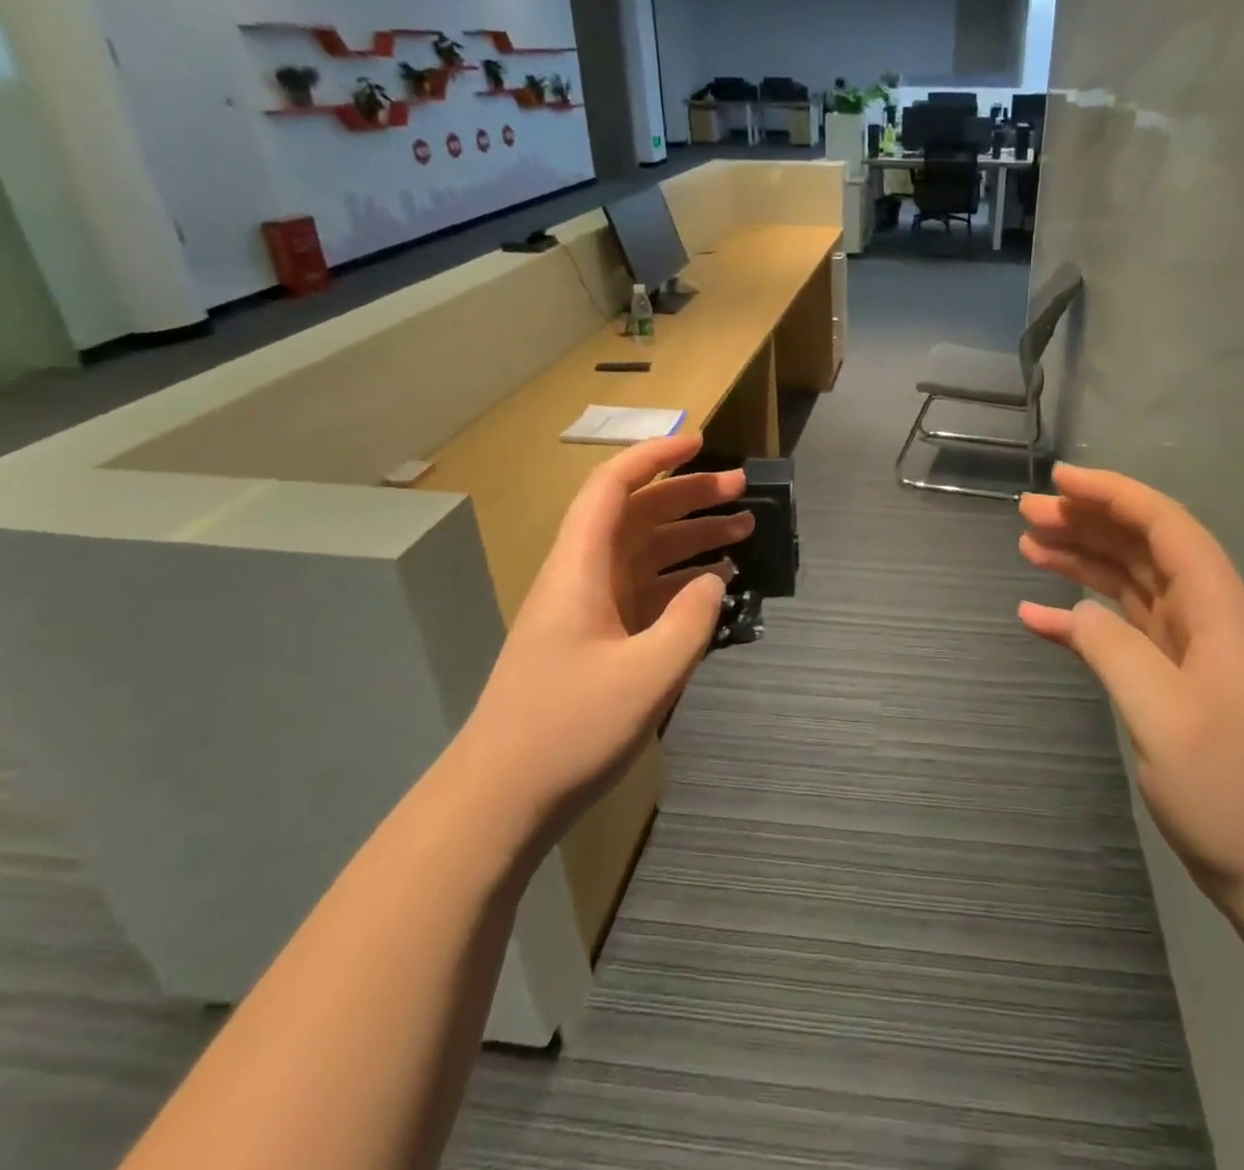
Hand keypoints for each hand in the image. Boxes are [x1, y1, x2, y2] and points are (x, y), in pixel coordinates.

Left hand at [461, 432, 753, 828]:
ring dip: (690, 538)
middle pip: (636, 516)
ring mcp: (588, 611)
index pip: (613, 488)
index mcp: (581, 569)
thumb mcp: (649, 673)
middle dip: (689, 495)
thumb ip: (692, 618)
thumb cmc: (569, 729)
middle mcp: (582, 577)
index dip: (654, 457)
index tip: (700, 443)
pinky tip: (716, 587)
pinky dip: (681, 581)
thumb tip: (715, 580)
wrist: (500, 800)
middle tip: (742, 491)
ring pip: (644, 553)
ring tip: (743, 531)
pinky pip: (645, 592)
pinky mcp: (596, 641)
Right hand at [1017, 463, 1243, 916]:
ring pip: (1127, 581)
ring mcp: (1187, 648)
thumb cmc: (1233, 792)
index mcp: (1217, 608)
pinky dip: (1077, 617)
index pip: (1164, 525)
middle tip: (1027, 513)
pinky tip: (1036, 615)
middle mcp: (1204, 615)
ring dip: (1080, 558)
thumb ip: (1113, 649)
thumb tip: (1071, 609)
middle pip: (1141, 546)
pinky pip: (1117, 629)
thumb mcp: (1165, 716)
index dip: (1113, 494)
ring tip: (1027, 544)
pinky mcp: (1170, 679)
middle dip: (1087, 521)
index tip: (1059, 480)